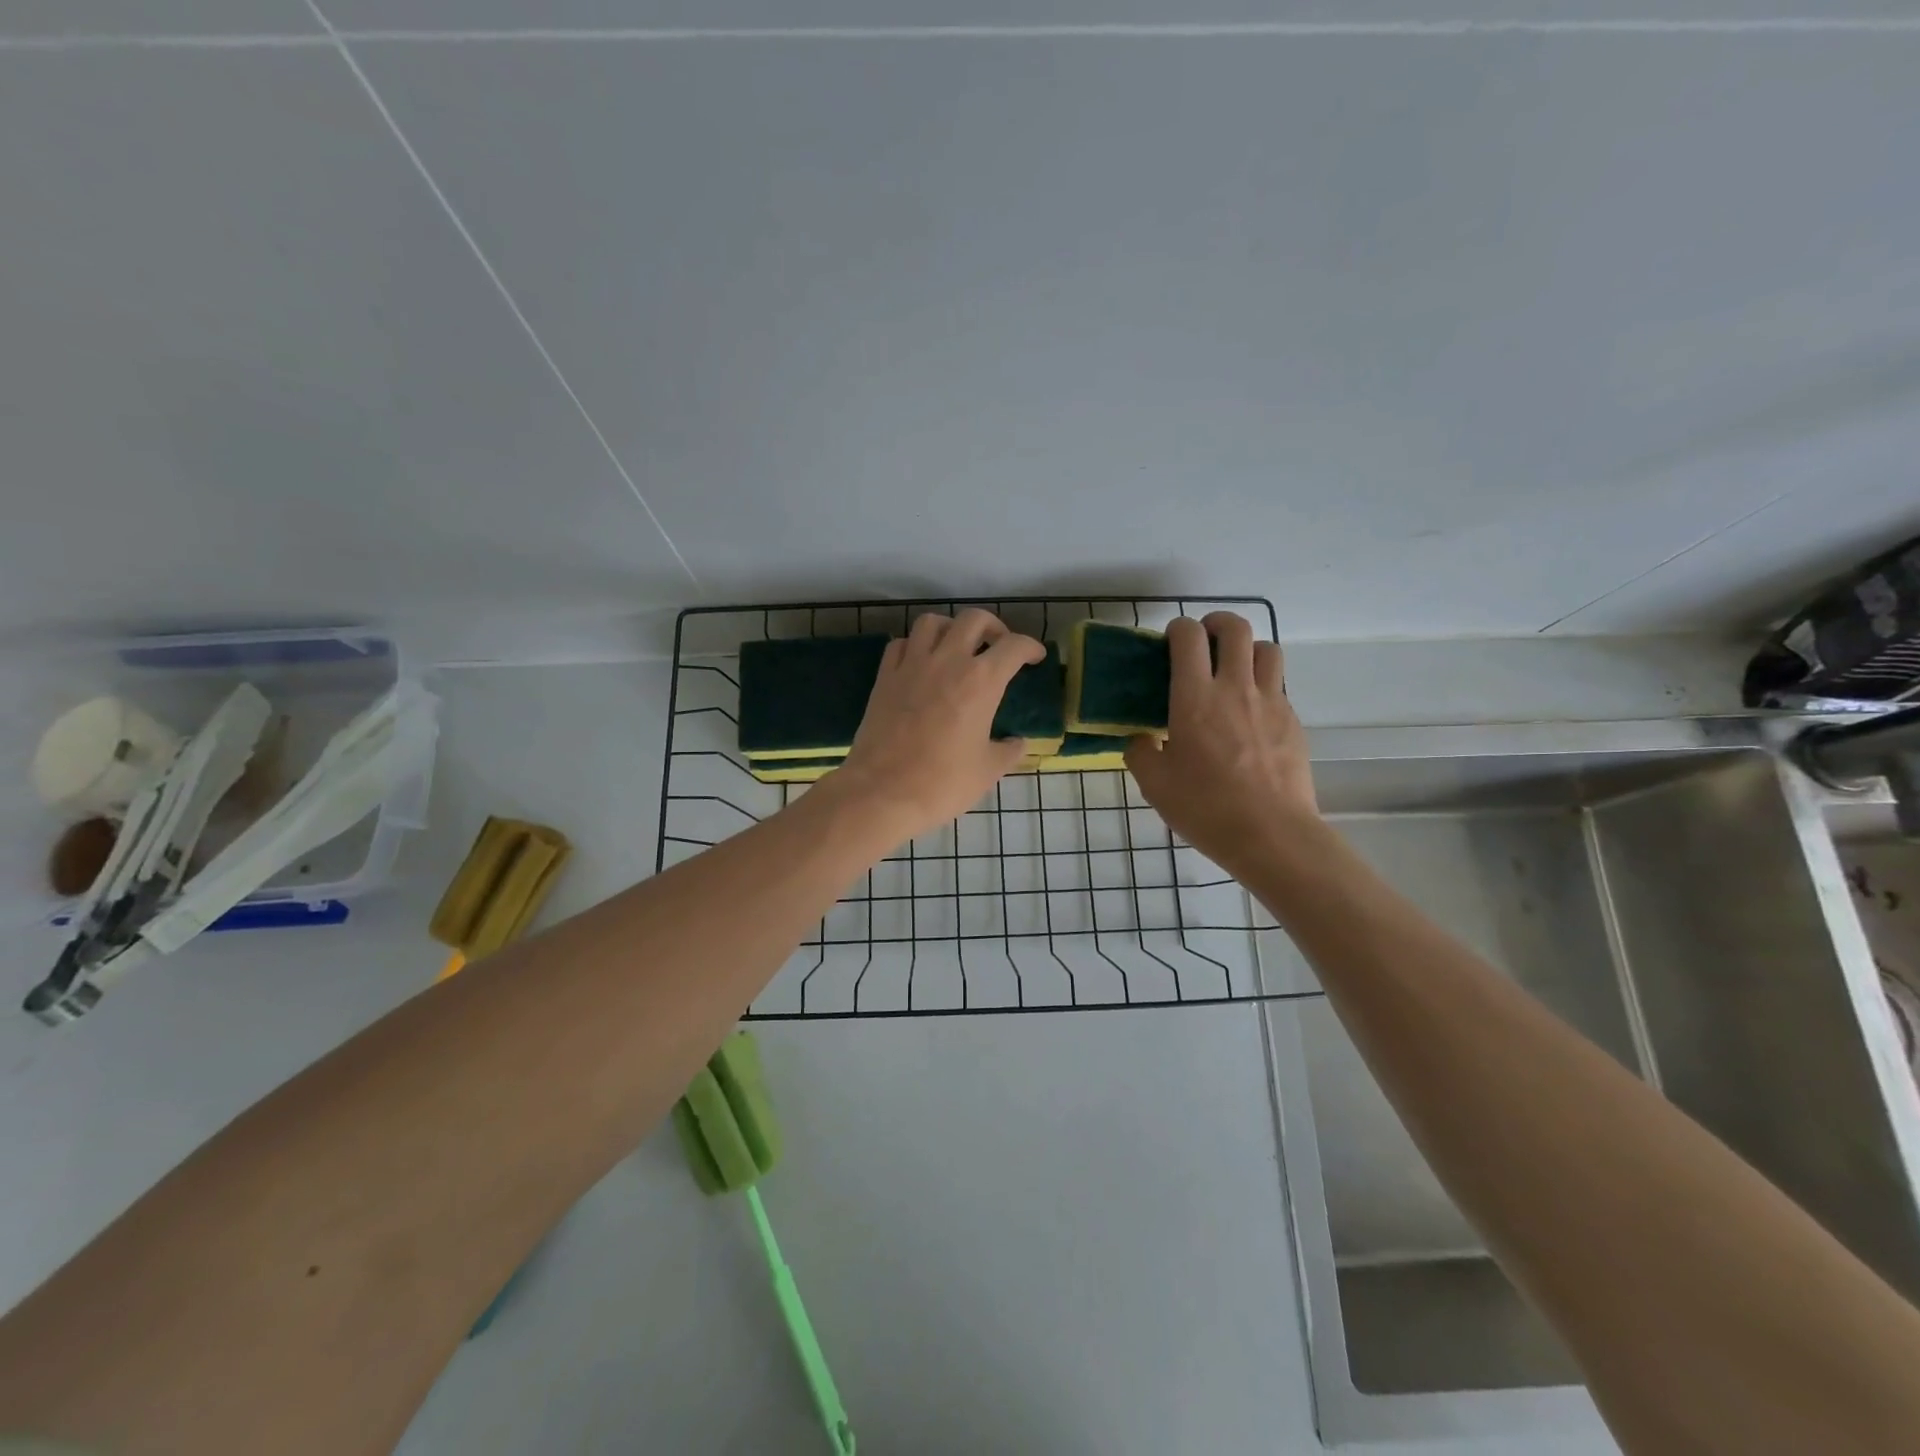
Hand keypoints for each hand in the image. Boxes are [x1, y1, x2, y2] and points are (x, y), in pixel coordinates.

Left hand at [830, 609, 1045, 841]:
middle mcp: (947, 661)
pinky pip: (900, 644)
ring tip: (957, 647)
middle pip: (974, 620)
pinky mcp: (884, 677)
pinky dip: (914, 646)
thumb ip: (1008, 750)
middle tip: (998, 646)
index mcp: (981, 681)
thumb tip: (1017, 742)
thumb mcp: (987, 771)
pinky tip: (920, 663)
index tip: (1035, 658)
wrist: (882, 792)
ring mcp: (911, 665)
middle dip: (993, 627)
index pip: (1014, 646)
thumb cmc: (942, 783)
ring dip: (950, 628)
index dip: (1030, 648)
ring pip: (932, 622)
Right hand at [1124, 613, 1318, 872]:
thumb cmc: (1205, 807)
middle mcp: (1235, 688)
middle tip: (1203, 641)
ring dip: (1246, 649)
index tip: (1169, 643)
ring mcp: (1270, 702)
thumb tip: (1141, 739)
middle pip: (1234, 628)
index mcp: (1194, 698)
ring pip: (1266, 649)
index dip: (1177, 629)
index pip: (1188, 637)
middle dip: (1216, 623)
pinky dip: (1263, 684)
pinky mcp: (1293, 721)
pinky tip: (1250, 713)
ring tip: (1233, 670)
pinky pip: (1279, 685)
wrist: (1271, 834)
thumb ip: (1140, 752)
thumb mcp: (1154, 784)